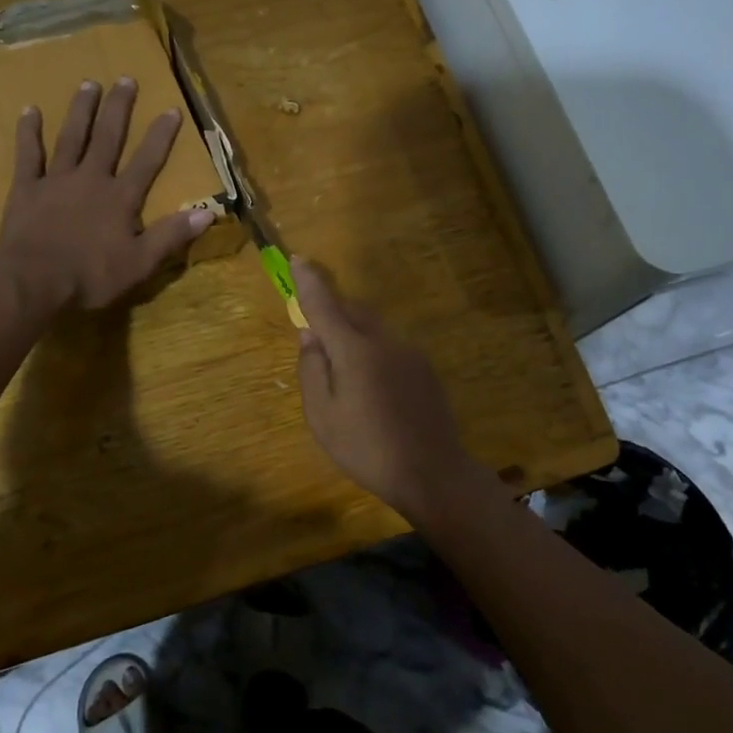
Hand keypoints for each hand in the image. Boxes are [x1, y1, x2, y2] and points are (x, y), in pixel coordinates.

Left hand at [0, 78, 214, 309]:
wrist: (34, 282)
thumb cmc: (91, 277)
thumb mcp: (140, 263)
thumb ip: (172, 235)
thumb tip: (209, 212)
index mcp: (120, 198)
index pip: (147, 161)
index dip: (161, 135)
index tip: (171, 109)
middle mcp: (91, 179)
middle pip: (108, 137)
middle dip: (119, 108)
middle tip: (125, 79)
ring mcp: (56, 180)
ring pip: (71, 137)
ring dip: (81, 110)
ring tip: (88, 84)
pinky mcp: (26, 189)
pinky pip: (28, 155)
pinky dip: (29, 133)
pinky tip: (30, 110)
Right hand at [293, 260, 494, 524]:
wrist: (433, 473)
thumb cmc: (367, 448)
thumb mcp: (323, 416)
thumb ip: (312, 370)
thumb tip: (310, 335)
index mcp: (354, 350)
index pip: (326, 304)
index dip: (310, 281)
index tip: (298, 260)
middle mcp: (384, 341)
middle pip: (353, 311)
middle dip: (332, 311)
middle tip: (316, 336)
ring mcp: (410, 354)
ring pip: (373, 329)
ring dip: (353, 334)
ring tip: (344, 372)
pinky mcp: (425, 370)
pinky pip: (390, 348)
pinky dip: (373, 353)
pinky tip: (373, 389)